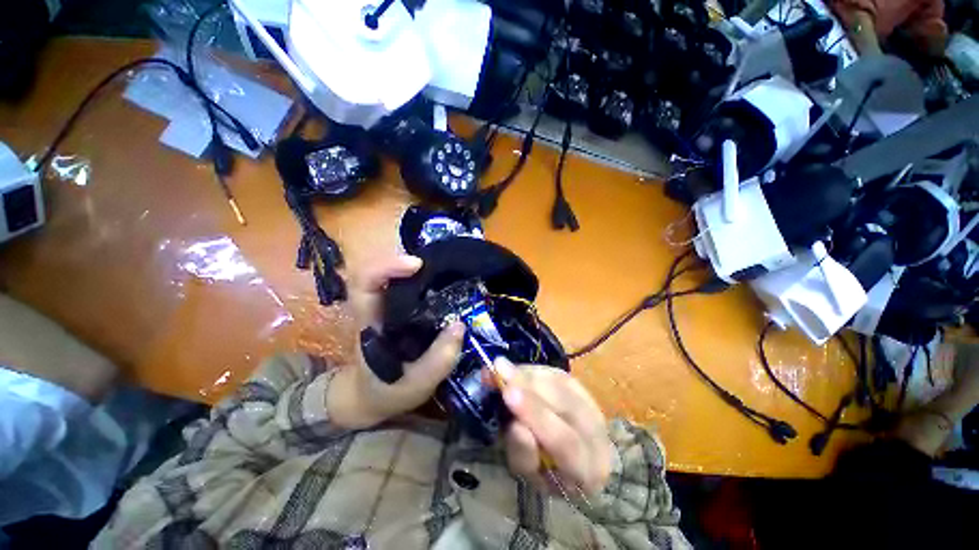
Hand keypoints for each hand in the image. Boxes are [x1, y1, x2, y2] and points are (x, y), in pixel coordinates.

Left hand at [328, 255, 463, 428]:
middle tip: (443, 265)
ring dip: (423, 270)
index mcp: (371, 322)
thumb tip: (460, 326)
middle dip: (411, 262)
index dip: (385, 266)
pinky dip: (430, 282)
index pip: (363, 283)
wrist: (372, 397)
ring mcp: (391, 307)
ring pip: (400, 277)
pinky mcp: (403, 311)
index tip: (416, 264)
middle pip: (384, 271)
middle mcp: (378, 307)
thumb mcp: (414, 385)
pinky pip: (415, 289)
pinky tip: (449, 286)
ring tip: (450, 272)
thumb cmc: (387, 392)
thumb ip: (437, 362)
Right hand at [496, 359, 613, 496]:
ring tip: (501, 367)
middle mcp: (598, 435)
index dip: (536, 415)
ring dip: (529, 374)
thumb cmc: (545, 473)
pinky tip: (516, 370)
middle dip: (529, 385)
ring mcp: (593, 407)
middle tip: (499, 369)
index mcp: (588, 470)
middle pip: (566, 404)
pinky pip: (558, 373)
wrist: (569, 459)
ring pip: (562, 384)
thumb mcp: (530, 474)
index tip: (507, 393)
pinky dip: (534, 370)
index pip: (565, 442)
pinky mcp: (583, 388)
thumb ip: (523, 454)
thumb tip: (516, 425)